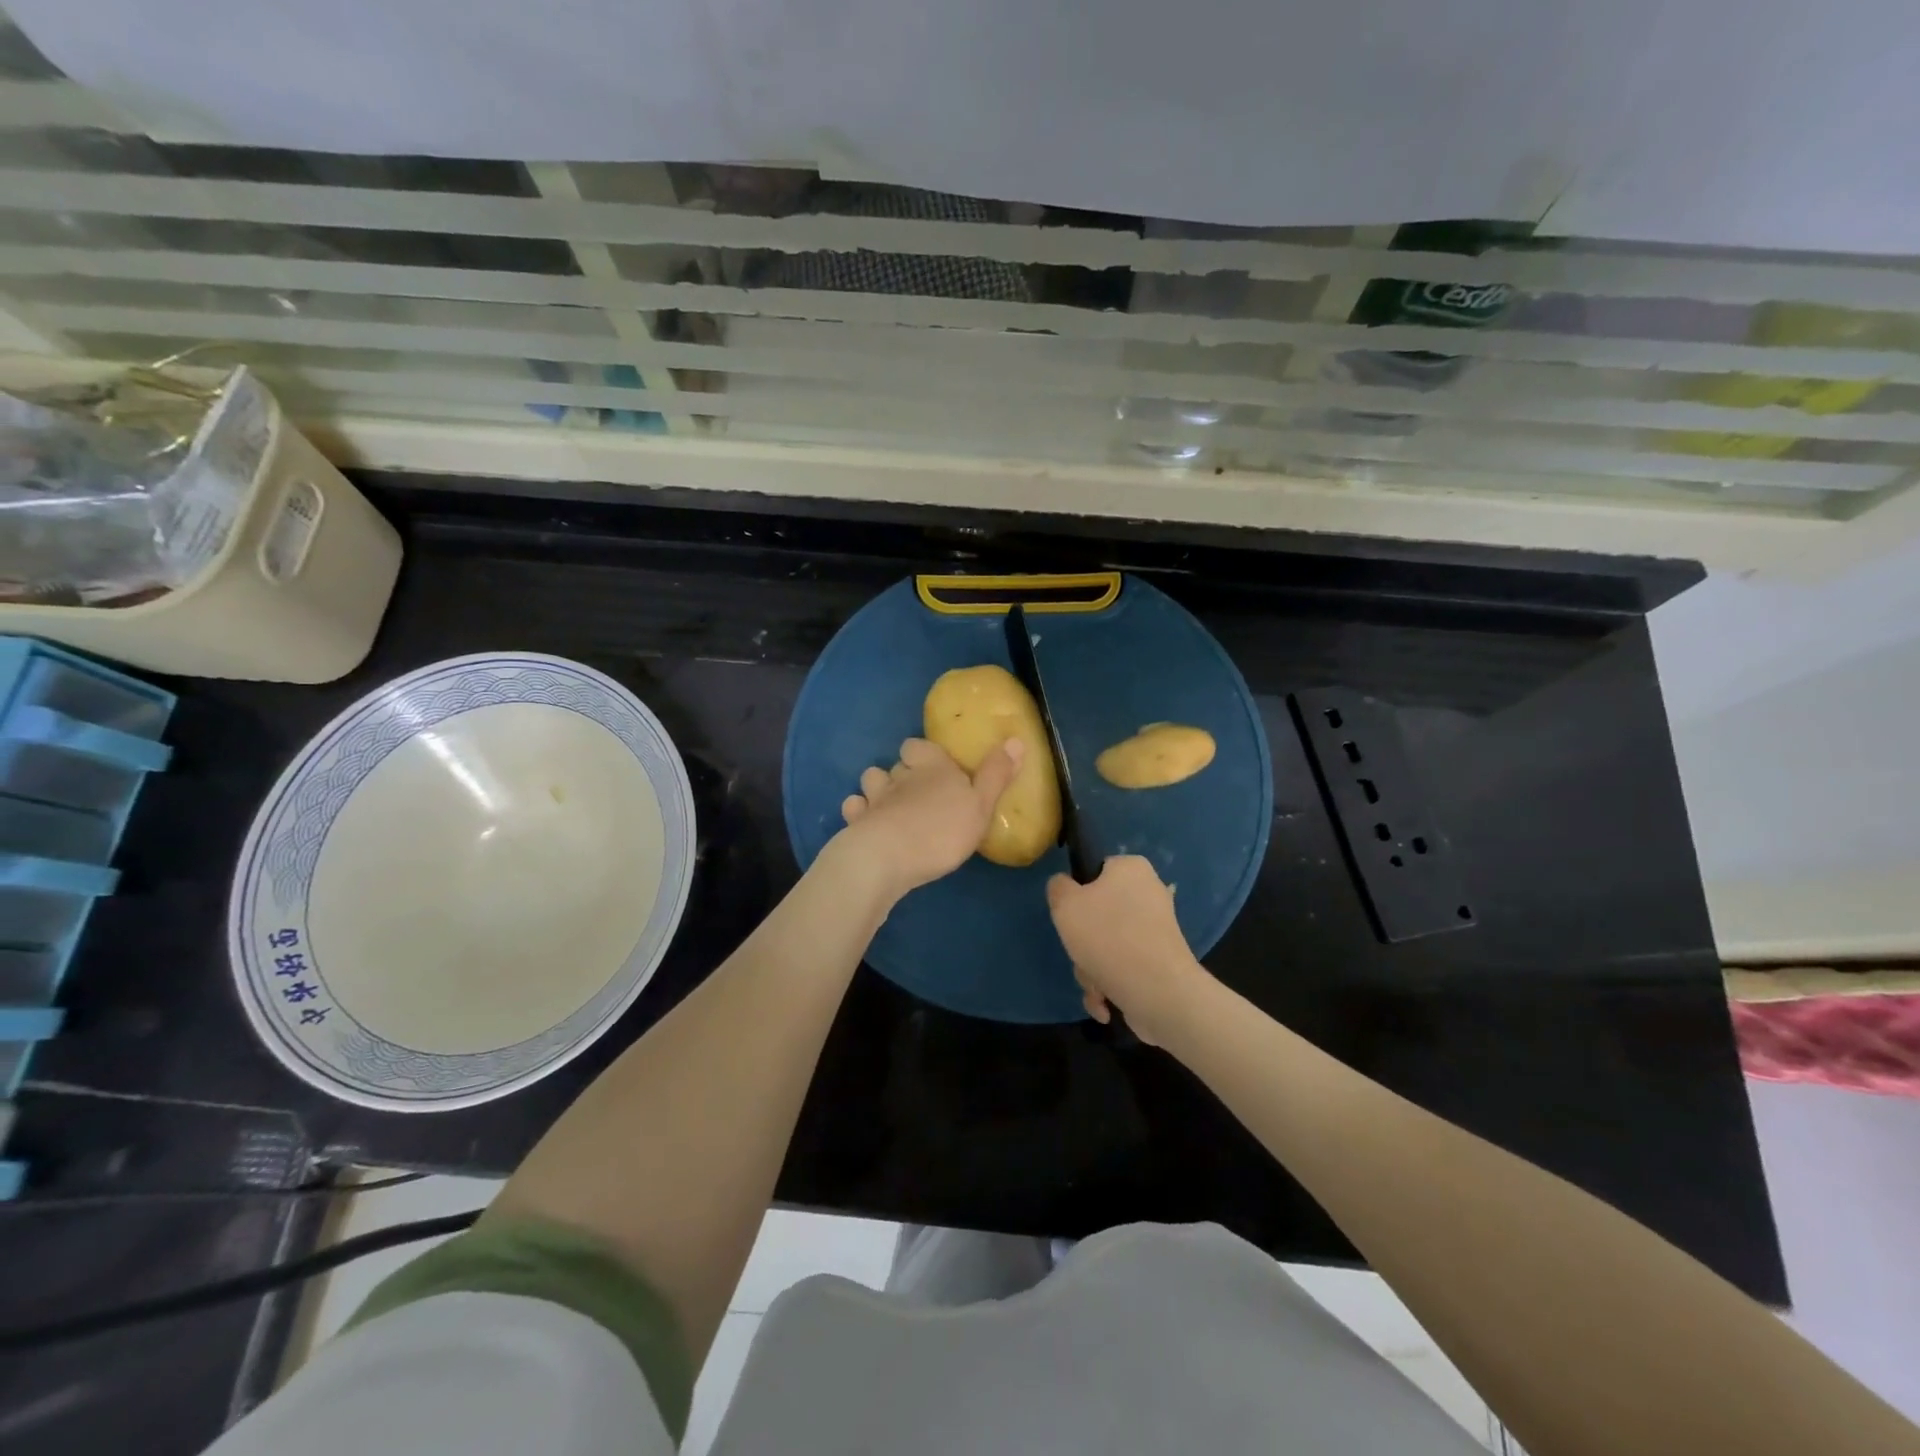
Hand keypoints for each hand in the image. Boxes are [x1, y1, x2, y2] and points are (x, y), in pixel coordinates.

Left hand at [838, 737, 1023, 899]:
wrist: (888, 858)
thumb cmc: (941, 830)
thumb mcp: (981, 805)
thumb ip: (996, 775)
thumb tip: (1016, 740)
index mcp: (931, 766)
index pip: (918, 745)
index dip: (923, 752)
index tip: (933, 765)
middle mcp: (899, 776)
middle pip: (896, 764)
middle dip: (903, 773)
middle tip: (918, 793)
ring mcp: (874, 799)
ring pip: (871, 781)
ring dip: (878, 790)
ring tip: (891, 807)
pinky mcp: (856, 823)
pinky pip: (854, 809)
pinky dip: (859, 814)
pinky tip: (868, 826)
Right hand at [1047, 855, 1207, 1044]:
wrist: (1157, 992)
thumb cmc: (1107, 936)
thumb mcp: (1065, 903)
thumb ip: (1058, 887)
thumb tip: (1066, 887)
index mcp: (1132, 868)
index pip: (1096, 870)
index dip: (1077, 893)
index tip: (1070, 915)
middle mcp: (1149, 893)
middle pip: (1099, 914)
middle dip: (1083, 942)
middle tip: (1080, 953)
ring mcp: (1157, 930)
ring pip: (1108, 945)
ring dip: (1092, 968)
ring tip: (1095, 984)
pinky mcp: (1161, 961)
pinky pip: (1124, 966)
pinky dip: (1110, 984)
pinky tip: (1105, 1002)